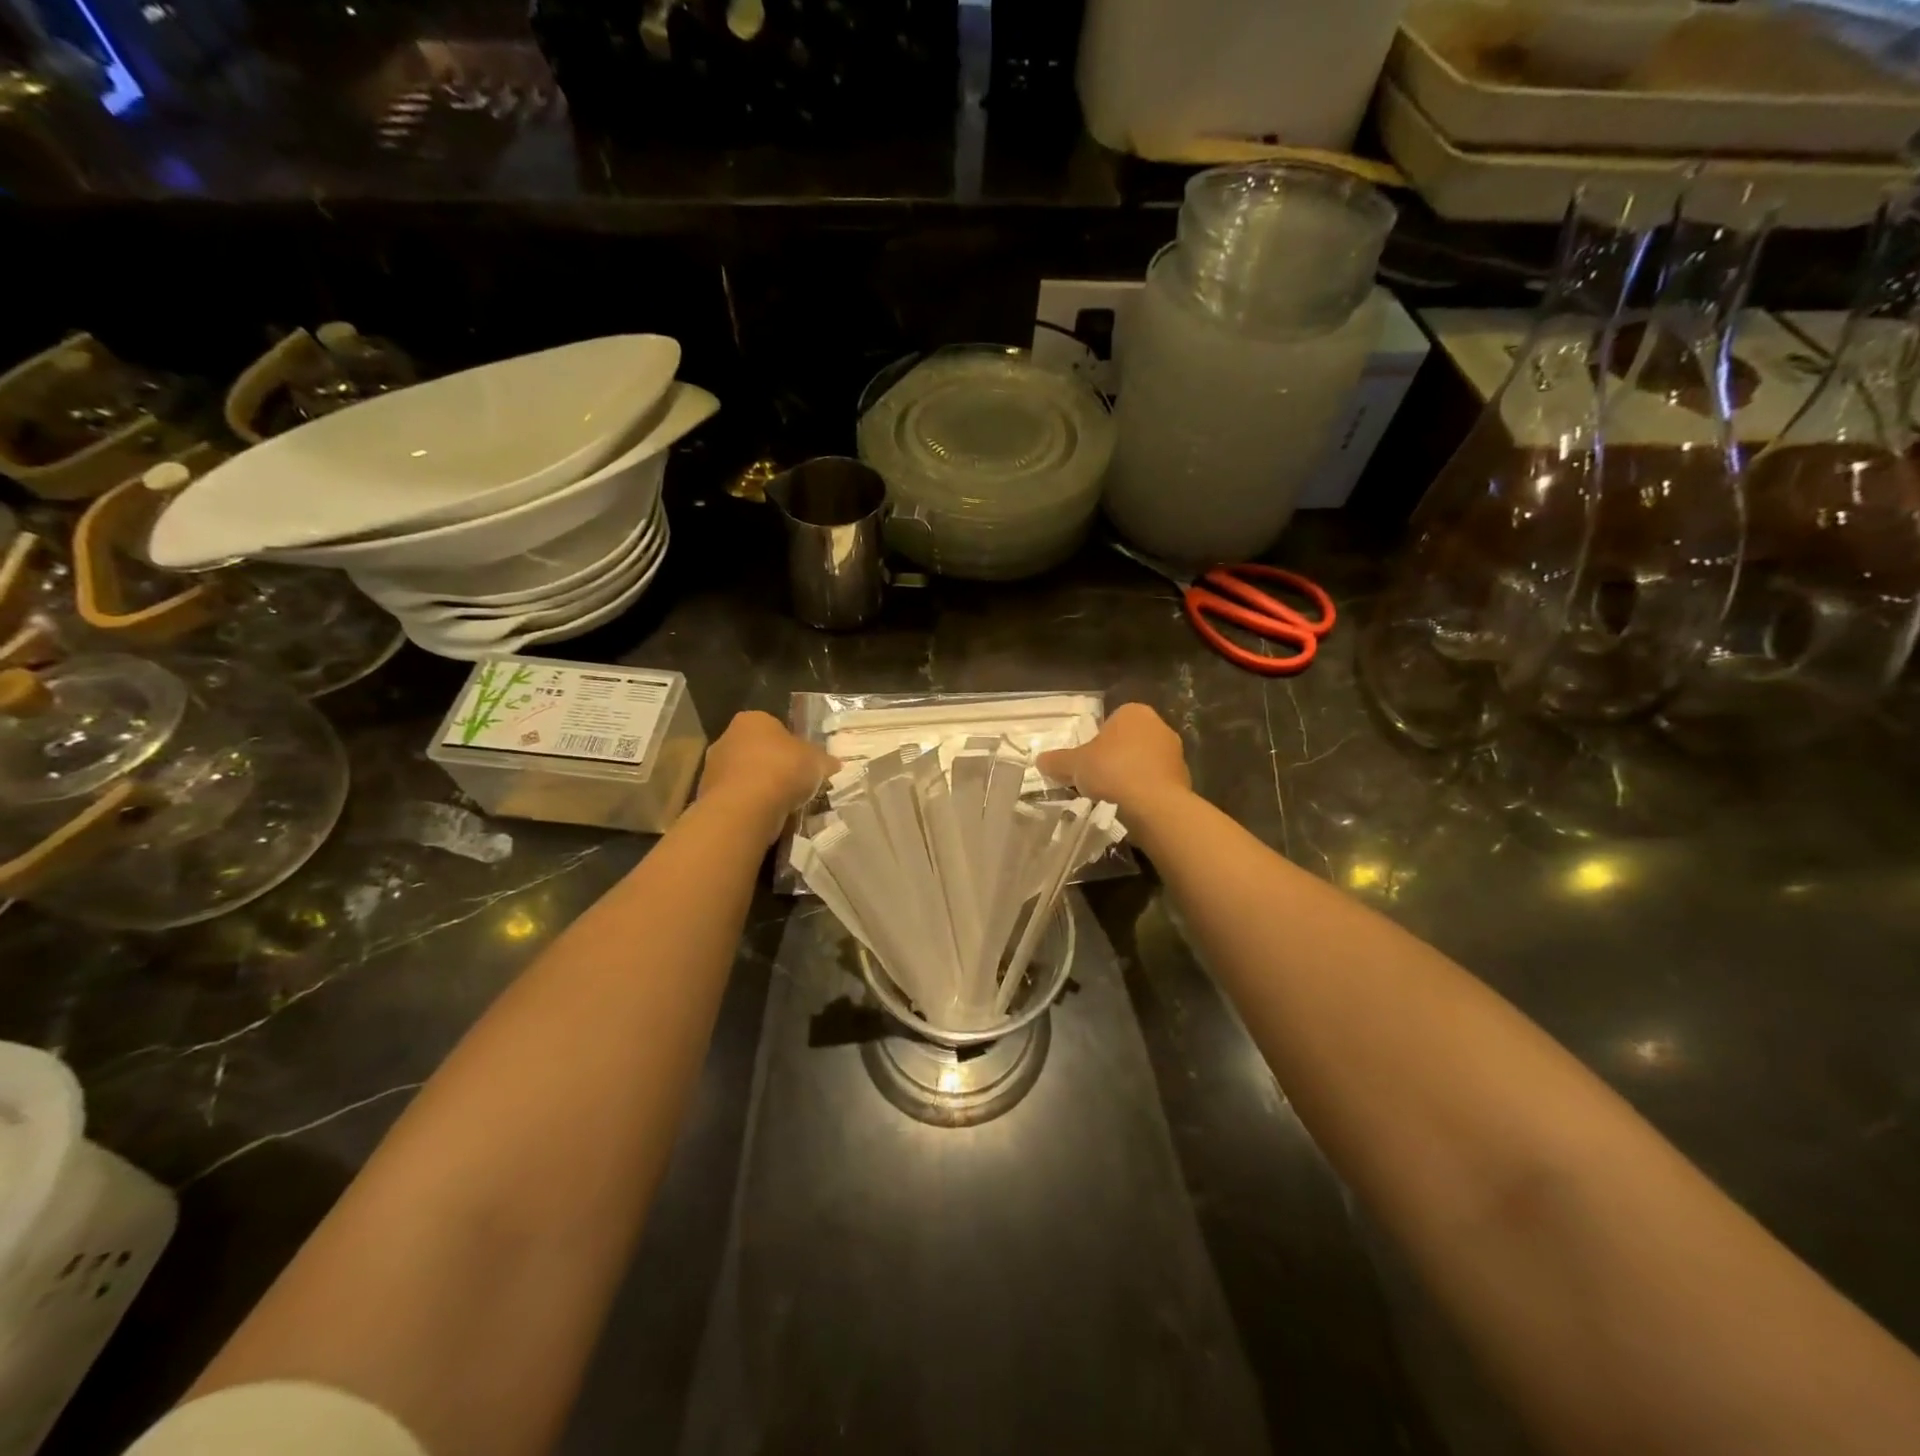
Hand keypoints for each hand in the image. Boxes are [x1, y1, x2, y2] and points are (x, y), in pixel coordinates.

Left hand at [698, 712, 837, 843]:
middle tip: (796, 785)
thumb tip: (833, 764)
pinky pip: (737, 799)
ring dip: (761, 789)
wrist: (745, 808)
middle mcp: (727, 737)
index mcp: (753, 720)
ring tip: (784, 806)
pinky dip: (750, 807)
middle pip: (757, 752)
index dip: (793, 746)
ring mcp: (713, 768)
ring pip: (745, 777)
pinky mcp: (707, 796)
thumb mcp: (817, 761)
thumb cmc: (783, 770)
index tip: (804, 764)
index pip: (775, 728)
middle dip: (774, 767)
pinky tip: (767, 818)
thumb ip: (824, 760)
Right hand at [1037, 704, 1190, 817]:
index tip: (1087, 763)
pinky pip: (1156, 782)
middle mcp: (1159, 726)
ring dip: (1130, 776)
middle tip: (1096, 779)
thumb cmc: (1112, 771)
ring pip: (1143, 762)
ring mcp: (1175, 753)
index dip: (1095, 742)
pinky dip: (1144, 792)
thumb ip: (1057, 761)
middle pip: (1128, 742)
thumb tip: (1040, 760)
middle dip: (1114, 759)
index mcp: (1134, 712)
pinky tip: (1131, 806)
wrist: (1154, 805)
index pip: (1110, 722)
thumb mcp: (1074, 765)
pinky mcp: (1184, 779)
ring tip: (1112, 797)